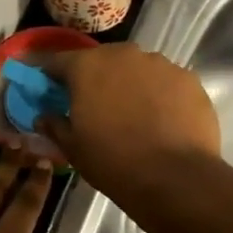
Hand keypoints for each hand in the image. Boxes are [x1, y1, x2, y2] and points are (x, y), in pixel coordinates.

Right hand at [40, 45, 220, 203]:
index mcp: (87, 66)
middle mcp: (123, 54)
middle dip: (95, 77)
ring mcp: (160, 64)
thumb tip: (44, 117)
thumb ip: (54, 125)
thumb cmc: (113, 161)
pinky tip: (162, 120)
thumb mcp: (73, 148)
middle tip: (94, 105)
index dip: (50, 74)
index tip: (47, 87)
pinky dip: (160, 95)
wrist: (176, 178)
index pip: (58, 61)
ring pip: (137, 69)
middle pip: (102, 60)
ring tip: (133, 114)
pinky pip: (166, 82)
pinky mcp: (189, 79)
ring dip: (130, 84)